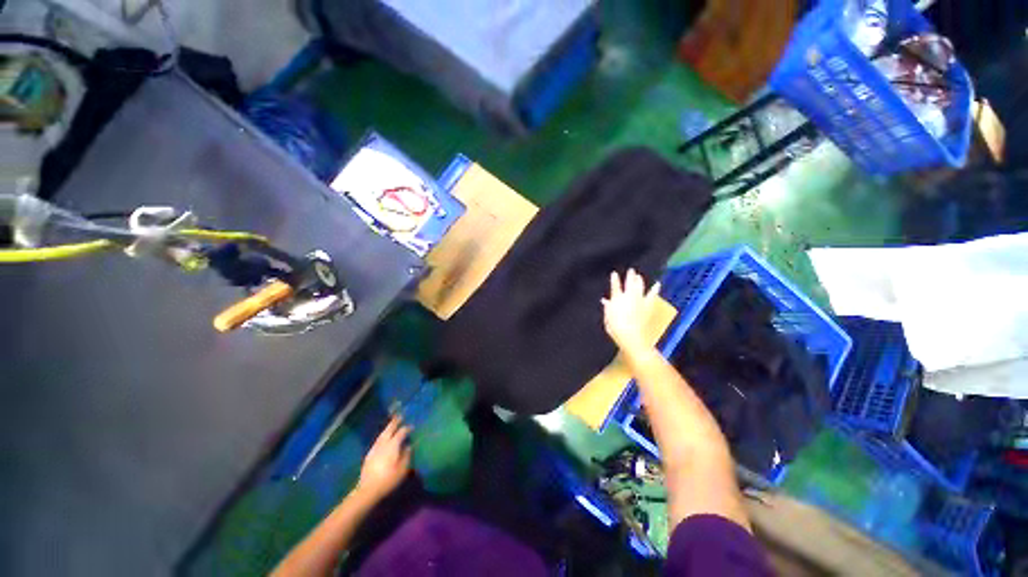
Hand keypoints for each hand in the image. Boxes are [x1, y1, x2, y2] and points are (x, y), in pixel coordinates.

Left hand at [356, 416, 411, 501]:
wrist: (368, 490)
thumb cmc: (389, 479)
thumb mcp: (403, 468)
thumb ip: (407, 455)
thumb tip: (408, 446)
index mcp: (393, 445)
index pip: (401, 432)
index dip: (407, 428)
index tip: (412, 427)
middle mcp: (383, 443)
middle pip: (389, 429)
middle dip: (394, 422)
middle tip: (399, 416)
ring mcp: (374, 449)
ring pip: (382, 434)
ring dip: (387, 428)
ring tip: (392, 425)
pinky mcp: (369, 455)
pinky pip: (377, 441)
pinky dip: (382, 437)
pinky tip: (383, 439)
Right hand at [602, 269, 660, 353]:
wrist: (632, 335)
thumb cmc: (616, 329)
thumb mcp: (608, 319)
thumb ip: (607, 308)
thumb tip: (605, 301)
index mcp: (616, 299)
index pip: (615, 286)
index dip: (614, 279)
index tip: (614, 273)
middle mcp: (628, 296)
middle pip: (629, 283)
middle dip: (630, 276)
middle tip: (631, 270)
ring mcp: (640, 300)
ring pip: (640, 287)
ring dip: (639, 280)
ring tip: (639, 276)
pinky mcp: (648, 305)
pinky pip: (652, 295)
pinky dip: (655, 289)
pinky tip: (657, 284)